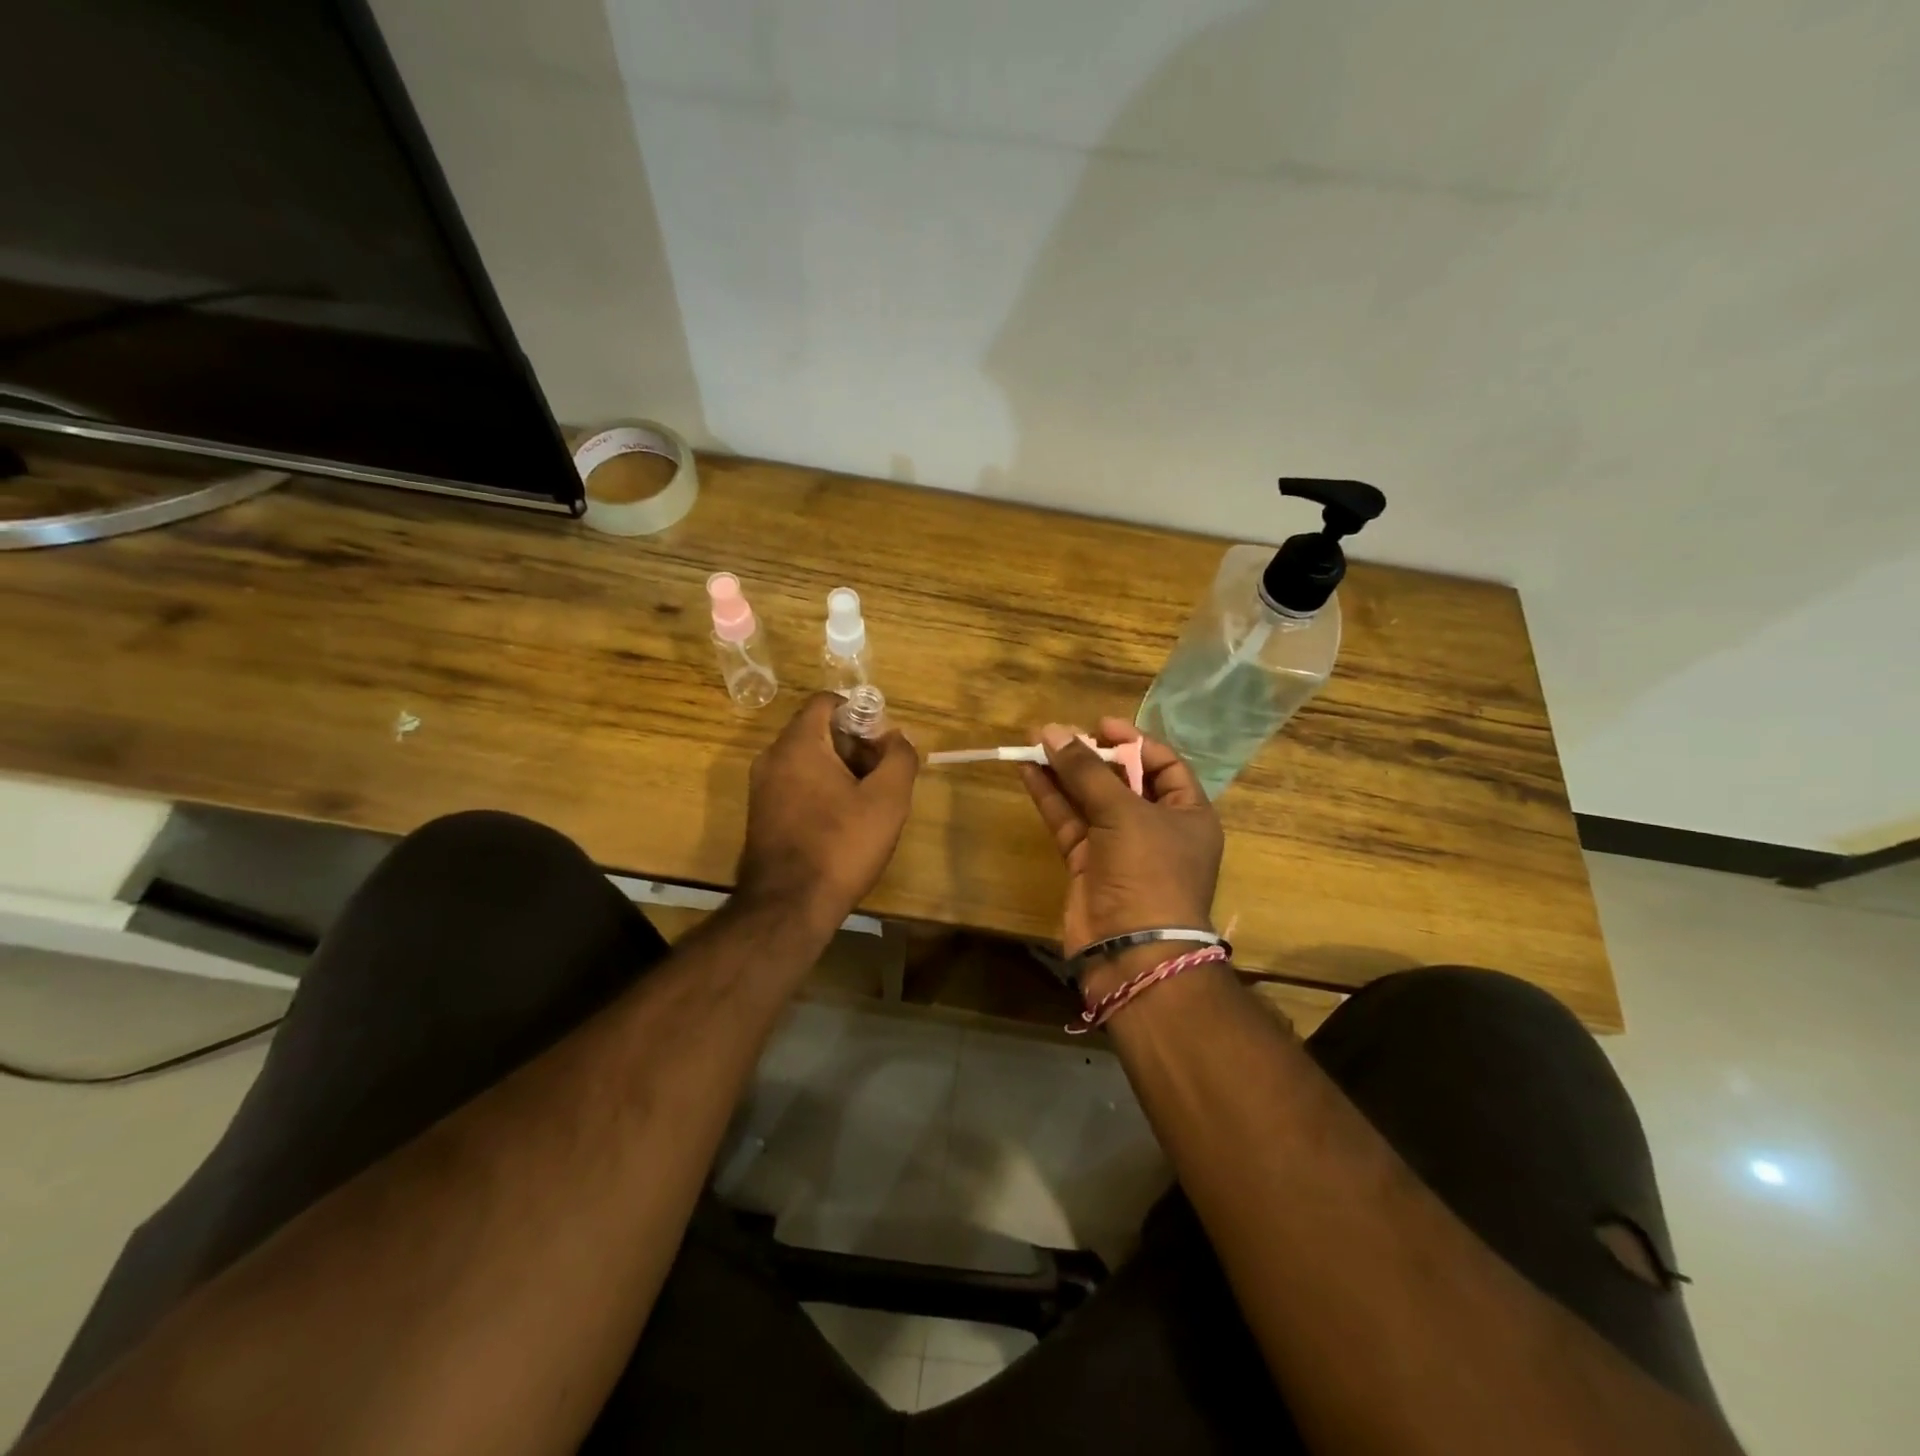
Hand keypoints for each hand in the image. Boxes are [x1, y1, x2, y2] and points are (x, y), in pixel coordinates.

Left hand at [736, 693, 919, 929]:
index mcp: (798, 744)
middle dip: (855, 745)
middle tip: (883, 774)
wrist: (789, 906)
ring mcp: (762, 788)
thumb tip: (896, 738)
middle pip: (818, 731)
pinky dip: (822, 790)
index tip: (884, 741)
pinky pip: (797, 785)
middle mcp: (772, 758)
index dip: (861, 712)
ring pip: (808, 760)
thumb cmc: (841, 845)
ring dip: (841, 770)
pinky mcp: (762, 815)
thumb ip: (900, 758)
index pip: (827, 702)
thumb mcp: (887, 800)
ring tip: (869, 801)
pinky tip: (845, 822)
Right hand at [1020, 718, 1223, 963]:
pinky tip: (1029, 771)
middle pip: (1122, 780)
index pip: (1164, 765)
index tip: (1100, 725)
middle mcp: (1156, 827)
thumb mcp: (1124, 813)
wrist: (1132, 950)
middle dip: (1090, 755)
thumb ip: (1086, 771)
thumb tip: (1052, 731)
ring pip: (1089, 800)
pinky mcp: (1087, 864)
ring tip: (1033, 742)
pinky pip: (1069, 822)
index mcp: (1187, 813)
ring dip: (1063, 772)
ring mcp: (1119, 847)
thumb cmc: (1148, 871)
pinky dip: (1050, 797)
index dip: (1133, 741)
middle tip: (1058, 732)